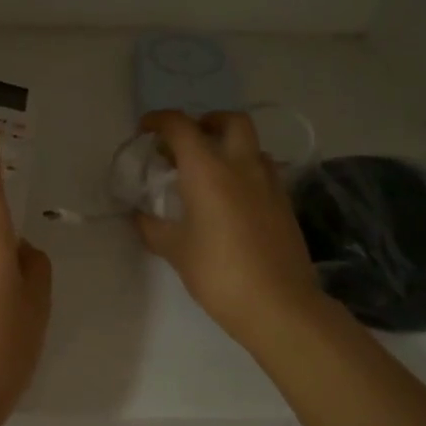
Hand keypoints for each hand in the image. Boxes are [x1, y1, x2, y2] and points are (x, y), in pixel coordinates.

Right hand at [135, 110, 324, 349]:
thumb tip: (139, 215)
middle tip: (187, 143)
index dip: (160, 120)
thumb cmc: (218, 273)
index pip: (181, 126)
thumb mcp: (175, 250)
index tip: (146, 130)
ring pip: (252, 146)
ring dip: (229, 146)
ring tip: (209, 171)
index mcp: (208, 170)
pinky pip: (264, 171)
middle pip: (230, 121)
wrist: (279, 305)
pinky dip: (245, 171)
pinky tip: (232, 199)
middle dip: (206, 122)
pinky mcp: (285, 204)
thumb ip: (152, 227)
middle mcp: (241, 166)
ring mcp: (269, 183)